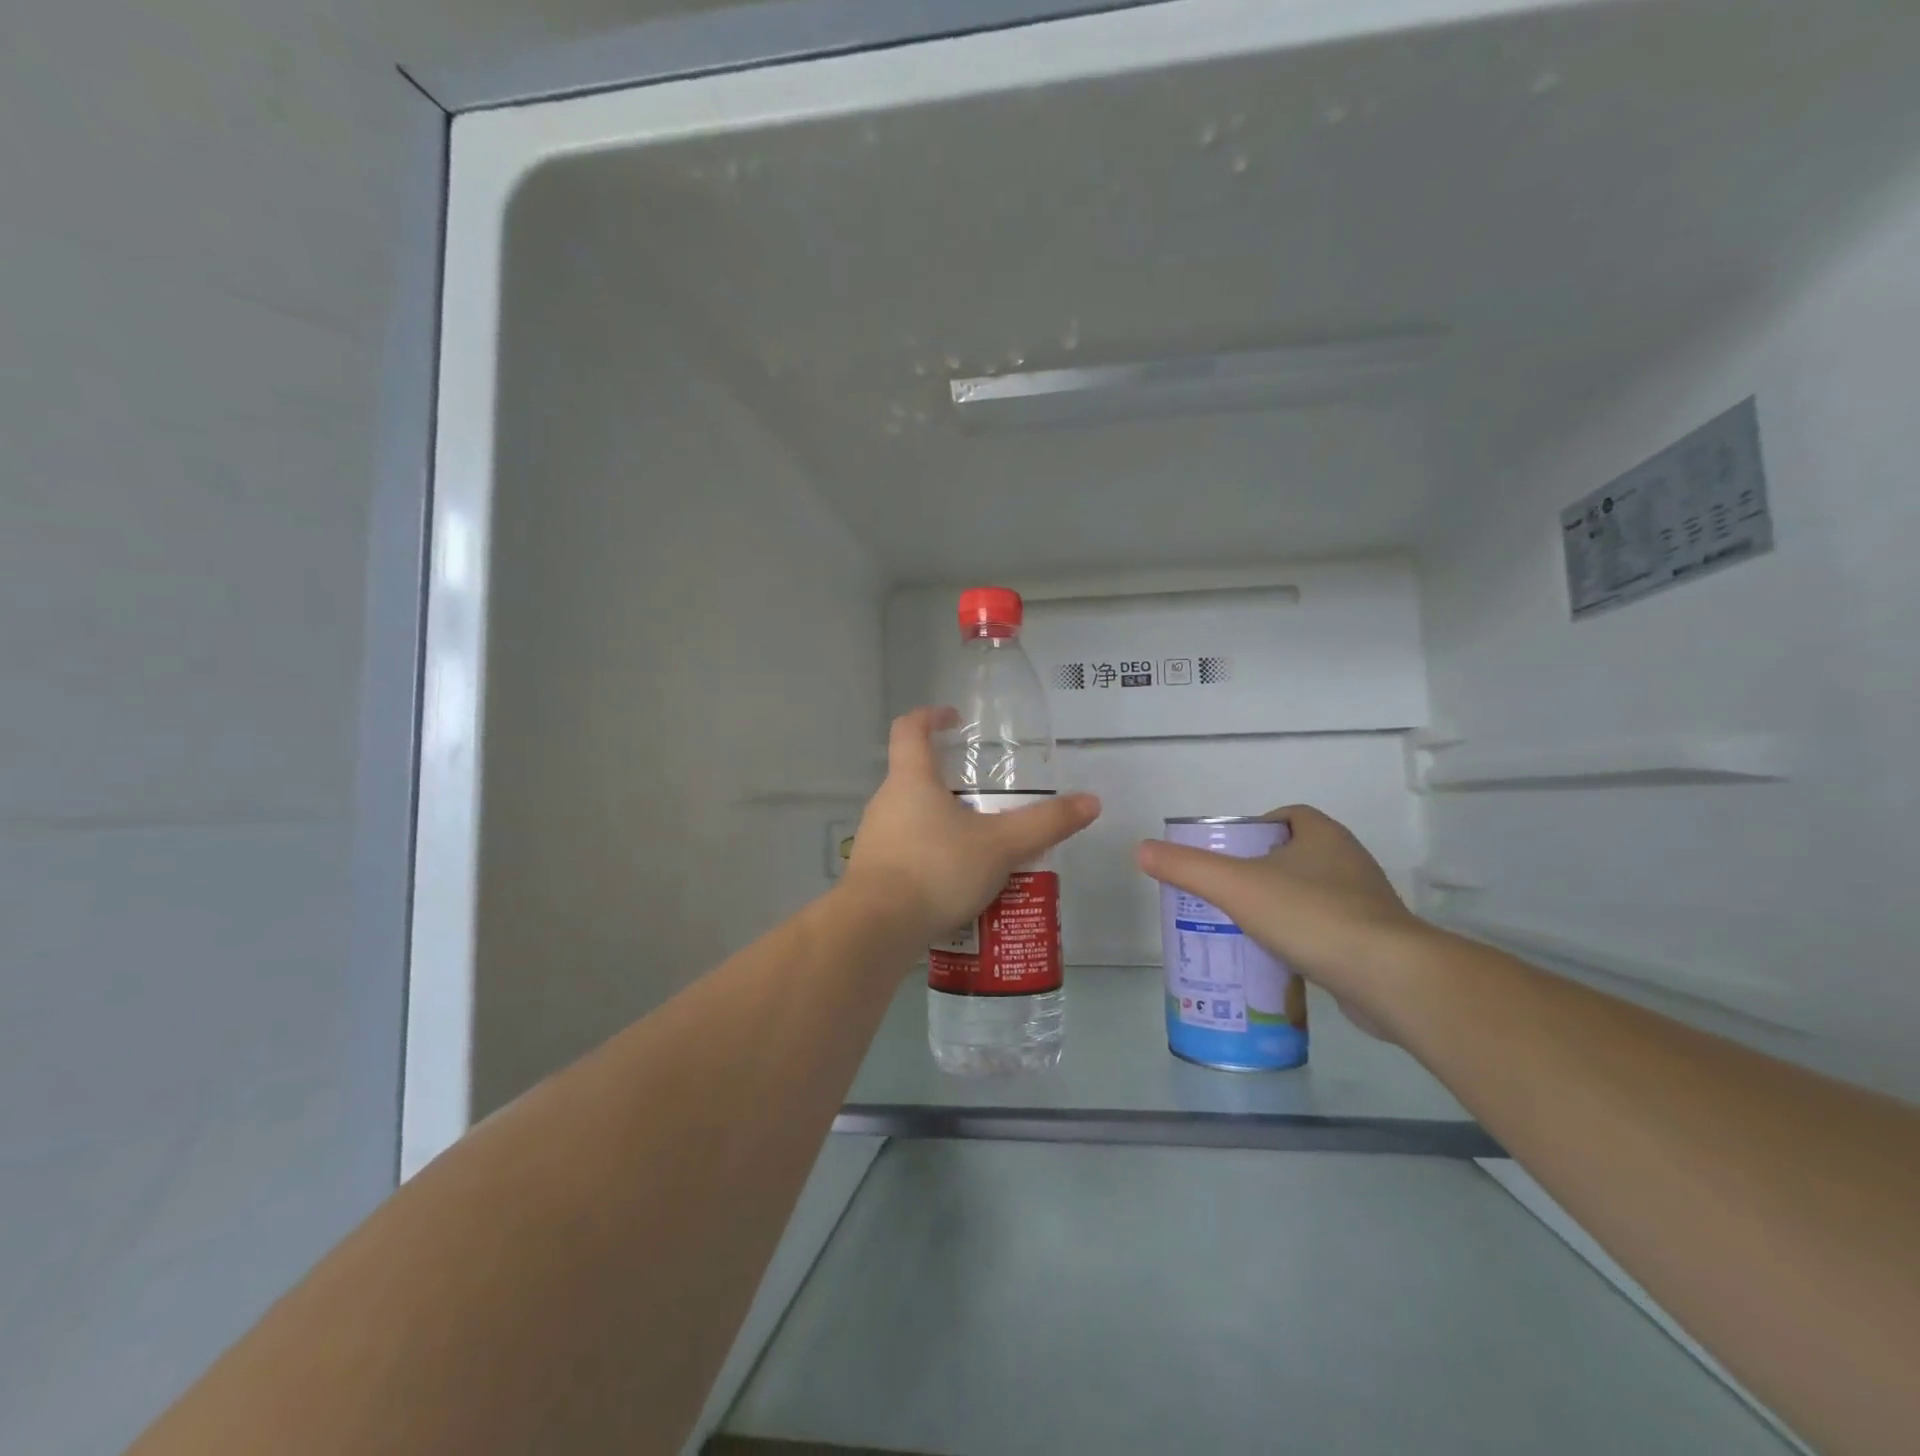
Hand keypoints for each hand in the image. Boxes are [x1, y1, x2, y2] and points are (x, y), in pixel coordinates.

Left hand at [843, 708, 1100, 941]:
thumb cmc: (936, 869)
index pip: (910, 729)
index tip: (954, 720)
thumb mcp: (1000, 845)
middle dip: (950, 783)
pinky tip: (957, 885)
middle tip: (987, 800)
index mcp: (911, 780)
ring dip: (943, 825)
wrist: (877, 928)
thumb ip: (1045, 824)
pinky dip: (932, 858)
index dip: (931, 717)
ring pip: (912, 818)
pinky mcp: (872, 873)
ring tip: (980, 847)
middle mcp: (886, 801)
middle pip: (915, 777)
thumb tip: (1091, 802)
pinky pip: (907, 853)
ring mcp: (875, 838)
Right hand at [1137, 806, 1432, 1035]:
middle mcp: (1348, 861)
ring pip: (1311, 895)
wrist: (1390, 978)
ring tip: (1242, 928)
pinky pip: (1327, 930)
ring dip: (1280, 907)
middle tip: (1224, 894)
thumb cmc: (1311, 916)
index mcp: (1322, 835)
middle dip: (1260, 872)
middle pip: (1294, 857)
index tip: (1226, 856)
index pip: (1285, 817)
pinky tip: (1277, 959)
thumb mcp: (1236, 887)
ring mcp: (1366, 903)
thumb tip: (1141, 849)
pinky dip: (1302, 939)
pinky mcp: (1374, 941)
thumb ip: (1187, 868)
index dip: (1253, 830)